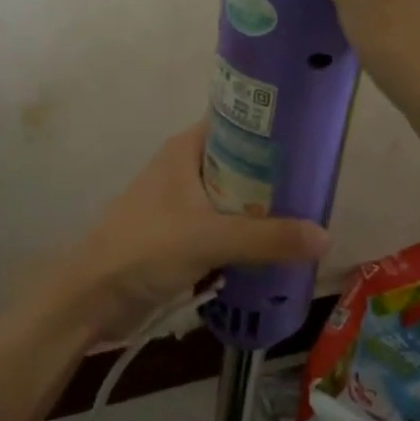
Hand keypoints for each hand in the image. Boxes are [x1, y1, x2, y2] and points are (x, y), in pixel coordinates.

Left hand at [48, 122, 327, 341]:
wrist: (94, 297)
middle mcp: (184, 170)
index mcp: (185, 150)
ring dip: (263, 213)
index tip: (310, 141)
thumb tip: (325, 237)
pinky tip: (275, 251)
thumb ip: (267, 238)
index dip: (272, 128)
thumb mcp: (210, 238)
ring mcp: (182, 205)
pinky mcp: (181, 236)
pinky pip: (224, 230)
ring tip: (306, 221)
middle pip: (241, 164)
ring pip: (234, 200)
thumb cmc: (146, 249)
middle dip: (275, 179)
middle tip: (316, 189)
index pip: (236, 123)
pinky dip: (246, 239)